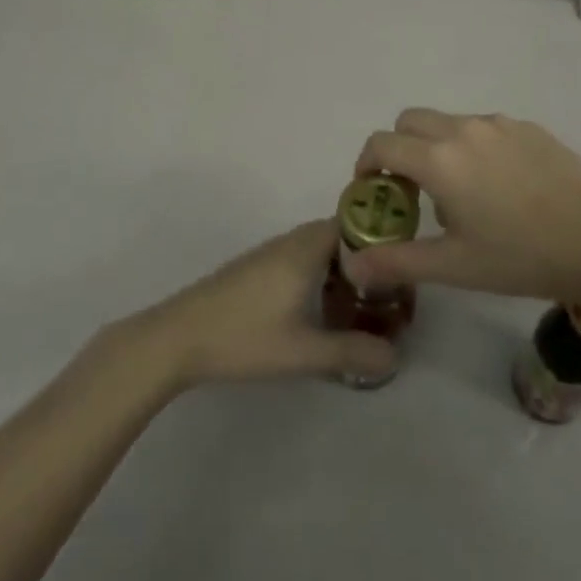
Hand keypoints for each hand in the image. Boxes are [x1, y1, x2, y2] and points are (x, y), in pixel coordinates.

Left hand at [131, 220, 394, 388]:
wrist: (178, 337)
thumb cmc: (245, 336)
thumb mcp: (304, 351)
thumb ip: (352, 352)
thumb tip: (394, 357)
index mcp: (306, 247)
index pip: (355, 223)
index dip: (381, 241)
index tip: (402, 270)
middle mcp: (291, 241)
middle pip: (339, 236)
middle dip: (365, 261)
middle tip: (387, 295)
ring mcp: (270, 253)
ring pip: (318, 250)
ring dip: (341, 270)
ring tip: (360, 307)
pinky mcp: (256, 269)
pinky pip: (301, 260)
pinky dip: (320, 277)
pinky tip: (319, 312)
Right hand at [342, 109, 580, 308]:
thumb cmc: (523, 257)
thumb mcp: (455, 266)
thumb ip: (398, 261)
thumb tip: (352, 266)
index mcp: (439, 159)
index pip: (382, 143)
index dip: (367, 164)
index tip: (372, 191)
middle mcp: (464, 129)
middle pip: (410, 121)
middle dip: (398, 148)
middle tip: (410, 190)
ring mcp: (499, 124)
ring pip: (449, 122)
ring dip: (436, 146)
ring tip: (459, 192)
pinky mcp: (529, 128)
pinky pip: (484, 128)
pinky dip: (473, 147)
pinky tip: (500, 187)